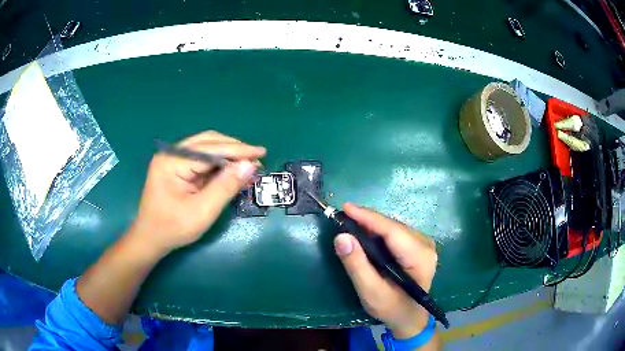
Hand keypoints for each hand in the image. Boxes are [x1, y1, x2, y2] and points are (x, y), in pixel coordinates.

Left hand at [129, 131, 265, 254]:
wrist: (150, 239)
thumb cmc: (173, 228)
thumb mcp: (202, 211)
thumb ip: (225, 187)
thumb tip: (250, 165)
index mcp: (172, 161)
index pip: (210, 149)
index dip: (238, 150)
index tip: (262, 153)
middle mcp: (172, 154)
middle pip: (208, 142)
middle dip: (234, 149)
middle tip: (257, 158)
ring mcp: (173, 160)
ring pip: (207, 149)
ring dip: (228, 155)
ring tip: (249, 165)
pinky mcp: (178, 168)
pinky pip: (202, 161)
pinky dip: (220, 165)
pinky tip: (233, 171)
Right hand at [334, 204, 437, 338]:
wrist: (409, 318)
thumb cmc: (391, 308)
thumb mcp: (371, 292)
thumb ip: (357, 265)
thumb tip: (341, 237)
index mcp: (419, 257)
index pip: (392, 231)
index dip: (368, 217)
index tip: (346, 208)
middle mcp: (426, 245)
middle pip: (393, 227)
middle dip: (367, 220)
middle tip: (342, 217)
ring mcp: (424, 244)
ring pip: (394, 227)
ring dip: (371, 225)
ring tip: (350, 223)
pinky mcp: (418, 246)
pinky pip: (395, 233)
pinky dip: (378, 232)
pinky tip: (365, 233)